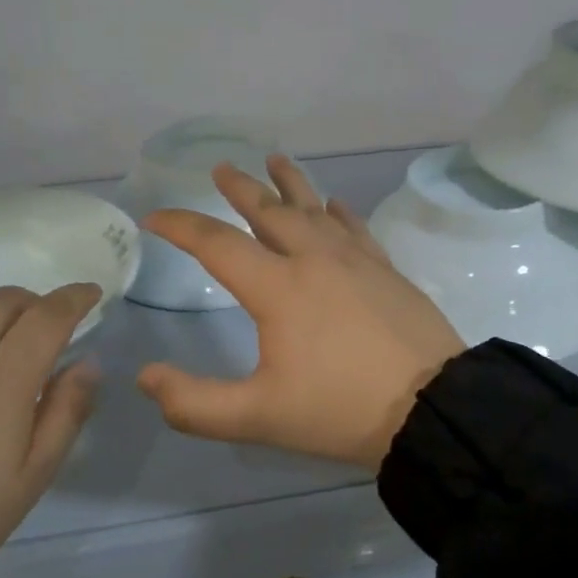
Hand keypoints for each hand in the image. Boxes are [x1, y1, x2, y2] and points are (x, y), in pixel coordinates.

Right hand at [137, 155, 464, 469]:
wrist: (430, 405)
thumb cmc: (340, 410)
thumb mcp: (258, 418)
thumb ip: (194, 403)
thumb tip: (147, 376)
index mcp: (279, 287)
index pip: (218, 245)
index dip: (182, 227)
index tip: (156, 217)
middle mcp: (314, 259)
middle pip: (269, 210)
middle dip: (241, 188)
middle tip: (222, 169)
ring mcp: (356, 259)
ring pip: (315, 208)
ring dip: (291, 184)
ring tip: (275, 160)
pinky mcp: (385, 268)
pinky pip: (355, 227)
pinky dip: (339, 212)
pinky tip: (335, 204)